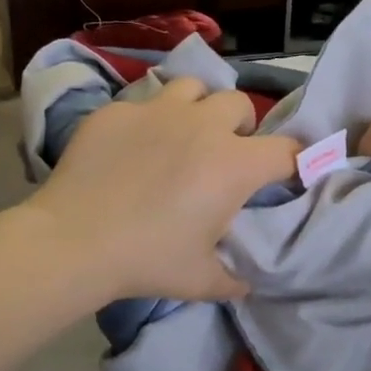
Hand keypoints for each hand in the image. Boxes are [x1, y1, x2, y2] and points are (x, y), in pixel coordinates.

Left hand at [26, 77, 299, 304]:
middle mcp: (203, 125)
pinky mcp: (117, 111)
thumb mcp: (200, 280)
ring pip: (193, 88)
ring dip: (198, 108)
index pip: (287, 150)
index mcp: (234, 164)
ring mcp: (157, 110)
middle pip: (240, 105)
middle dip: (241, 126)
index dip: (296, 161)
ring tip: (183, 134)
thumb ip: (232, 279)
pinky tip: (133, 146)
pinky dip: (151, 119)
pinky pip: (145, 102)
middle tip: (225, 153)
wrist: (73, 241)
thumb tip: (244, 283)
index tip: (288, 174)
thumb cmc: (148, 260)